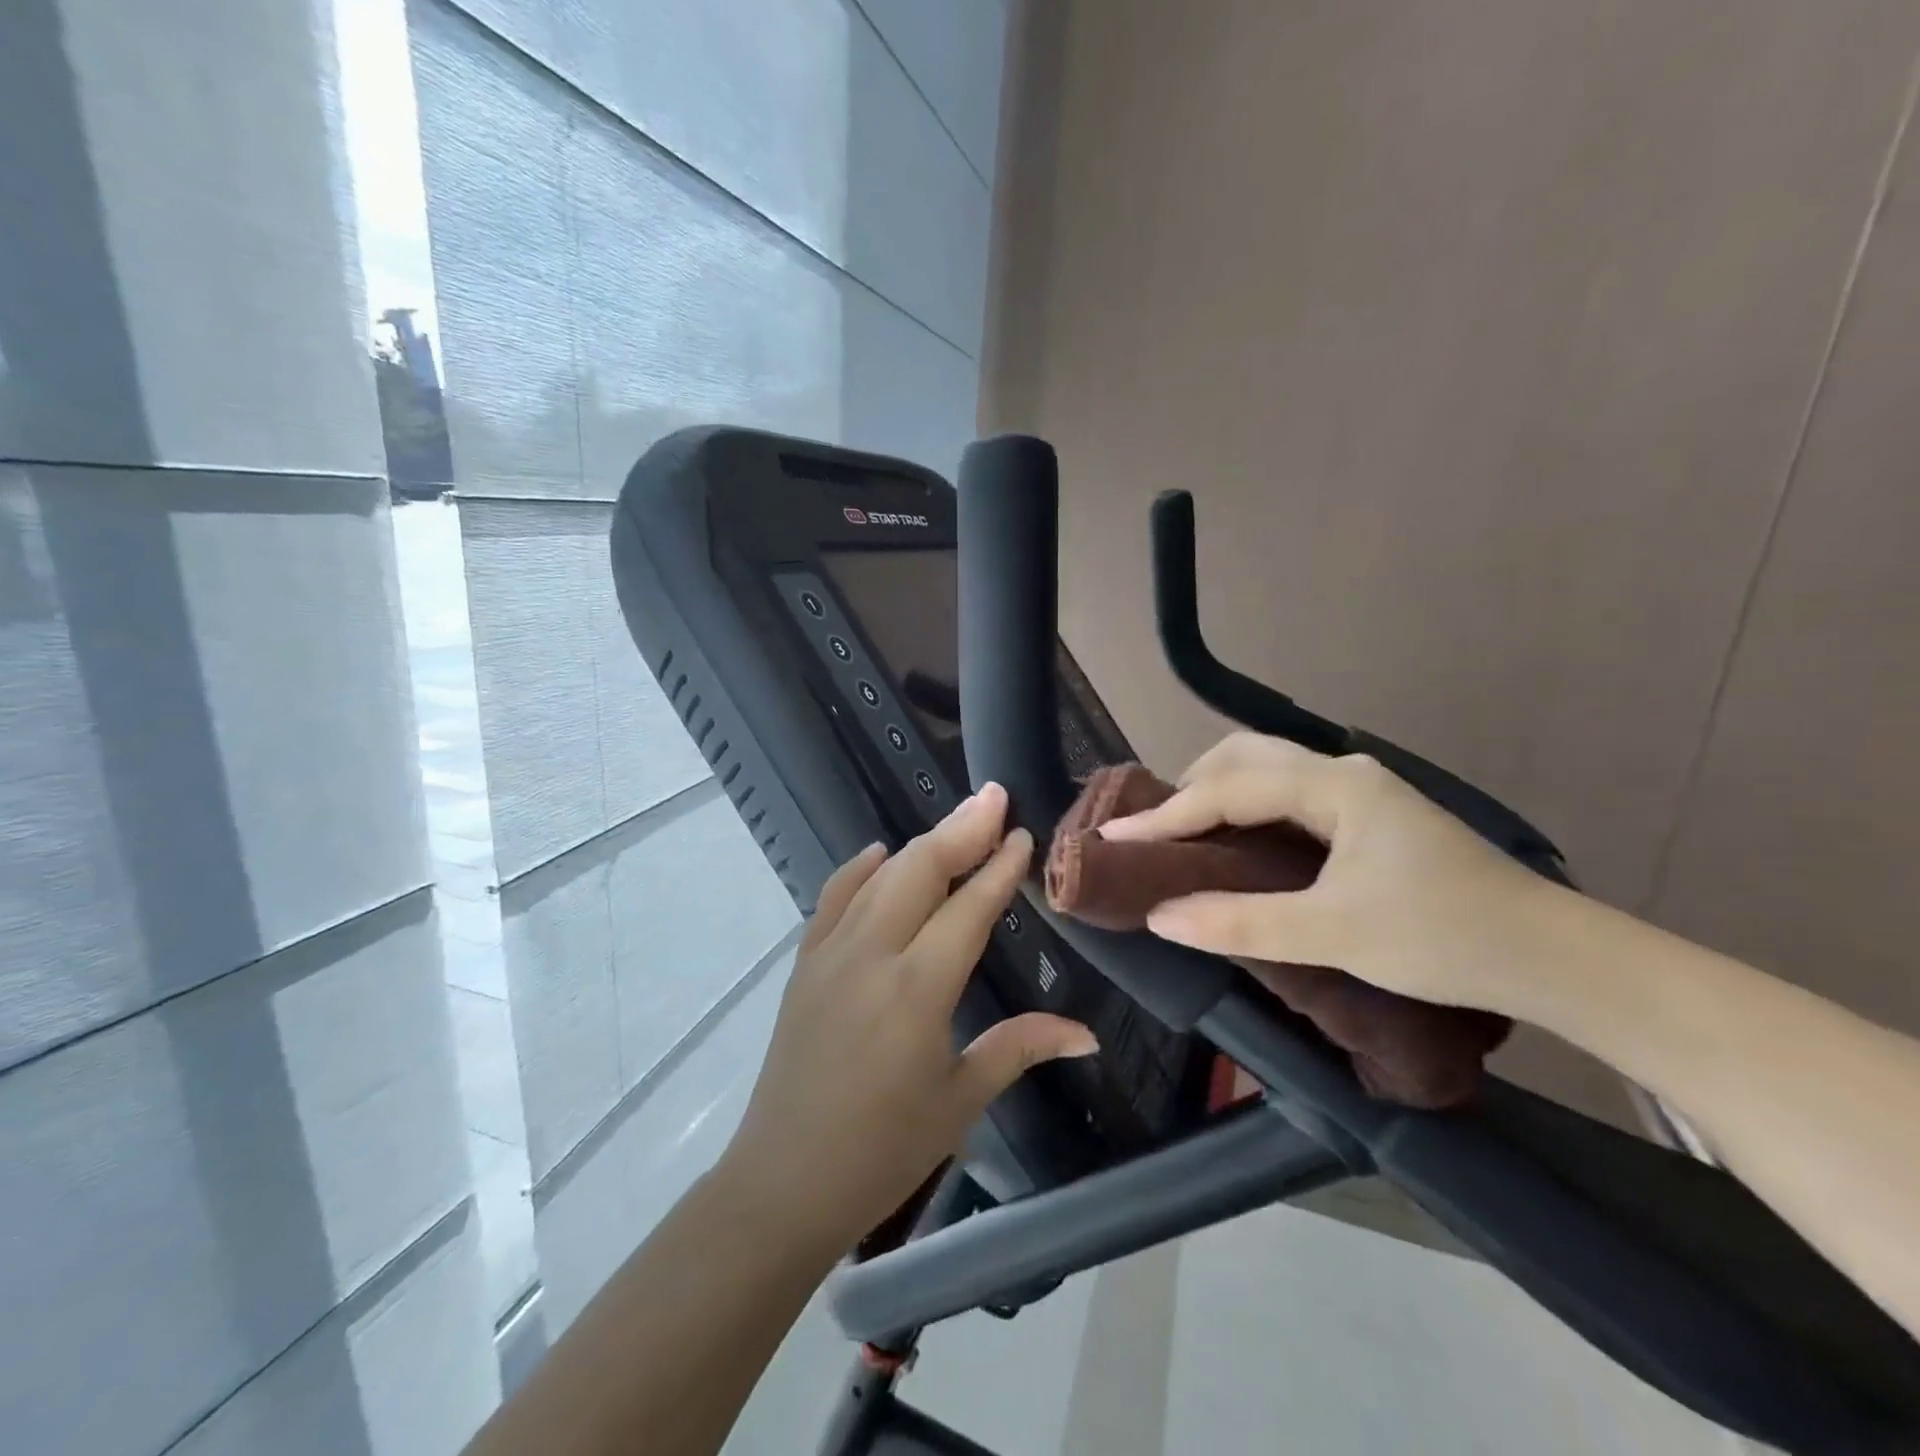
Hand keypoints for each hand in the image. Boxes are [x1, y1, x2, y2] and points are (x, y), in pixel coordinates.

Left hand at [718, 783, 1098, 1256]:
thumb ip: (1019, 1048)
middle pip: (921, 871)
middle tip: (995, 798)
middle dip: (962, 829)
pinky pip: (833, 898)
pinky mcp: (803, 964)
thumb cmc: (883, 1151)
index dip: (998, 868)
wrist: (783, 1182)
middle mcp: (872, 955)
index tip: (1022, 834)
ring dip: (921, 844)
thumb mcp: (960, 1100)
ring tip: (958, 821)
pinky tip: (882, 854)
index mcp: (918, 990)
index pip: (968, 908)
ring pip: (881, 877)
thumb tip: (1086, 1033)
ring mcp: (830, 954)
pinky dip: (860, 870)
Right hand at [1101, 734, 1556, 1012]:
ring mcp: (1361, 791)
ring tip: (1185, 834)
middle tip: (1155, 831)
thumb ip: (1240, 922)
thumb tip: (1159, 915)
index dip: (1166, 815)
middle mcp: (1343, 773)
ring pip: (1268, 771)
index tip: (1114, 835)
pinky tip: (1238, 840)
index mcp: (1334, 786)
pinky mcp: (1369, 816)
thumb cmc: (1442, 937)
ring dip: (1219, 793)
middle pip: (1244, 757)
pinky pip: (1287, 794)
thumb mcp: (1333, 934)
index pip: (1228, 790)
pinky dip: (1247, 808)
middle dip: (1190, 787)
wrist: (1551, 957)